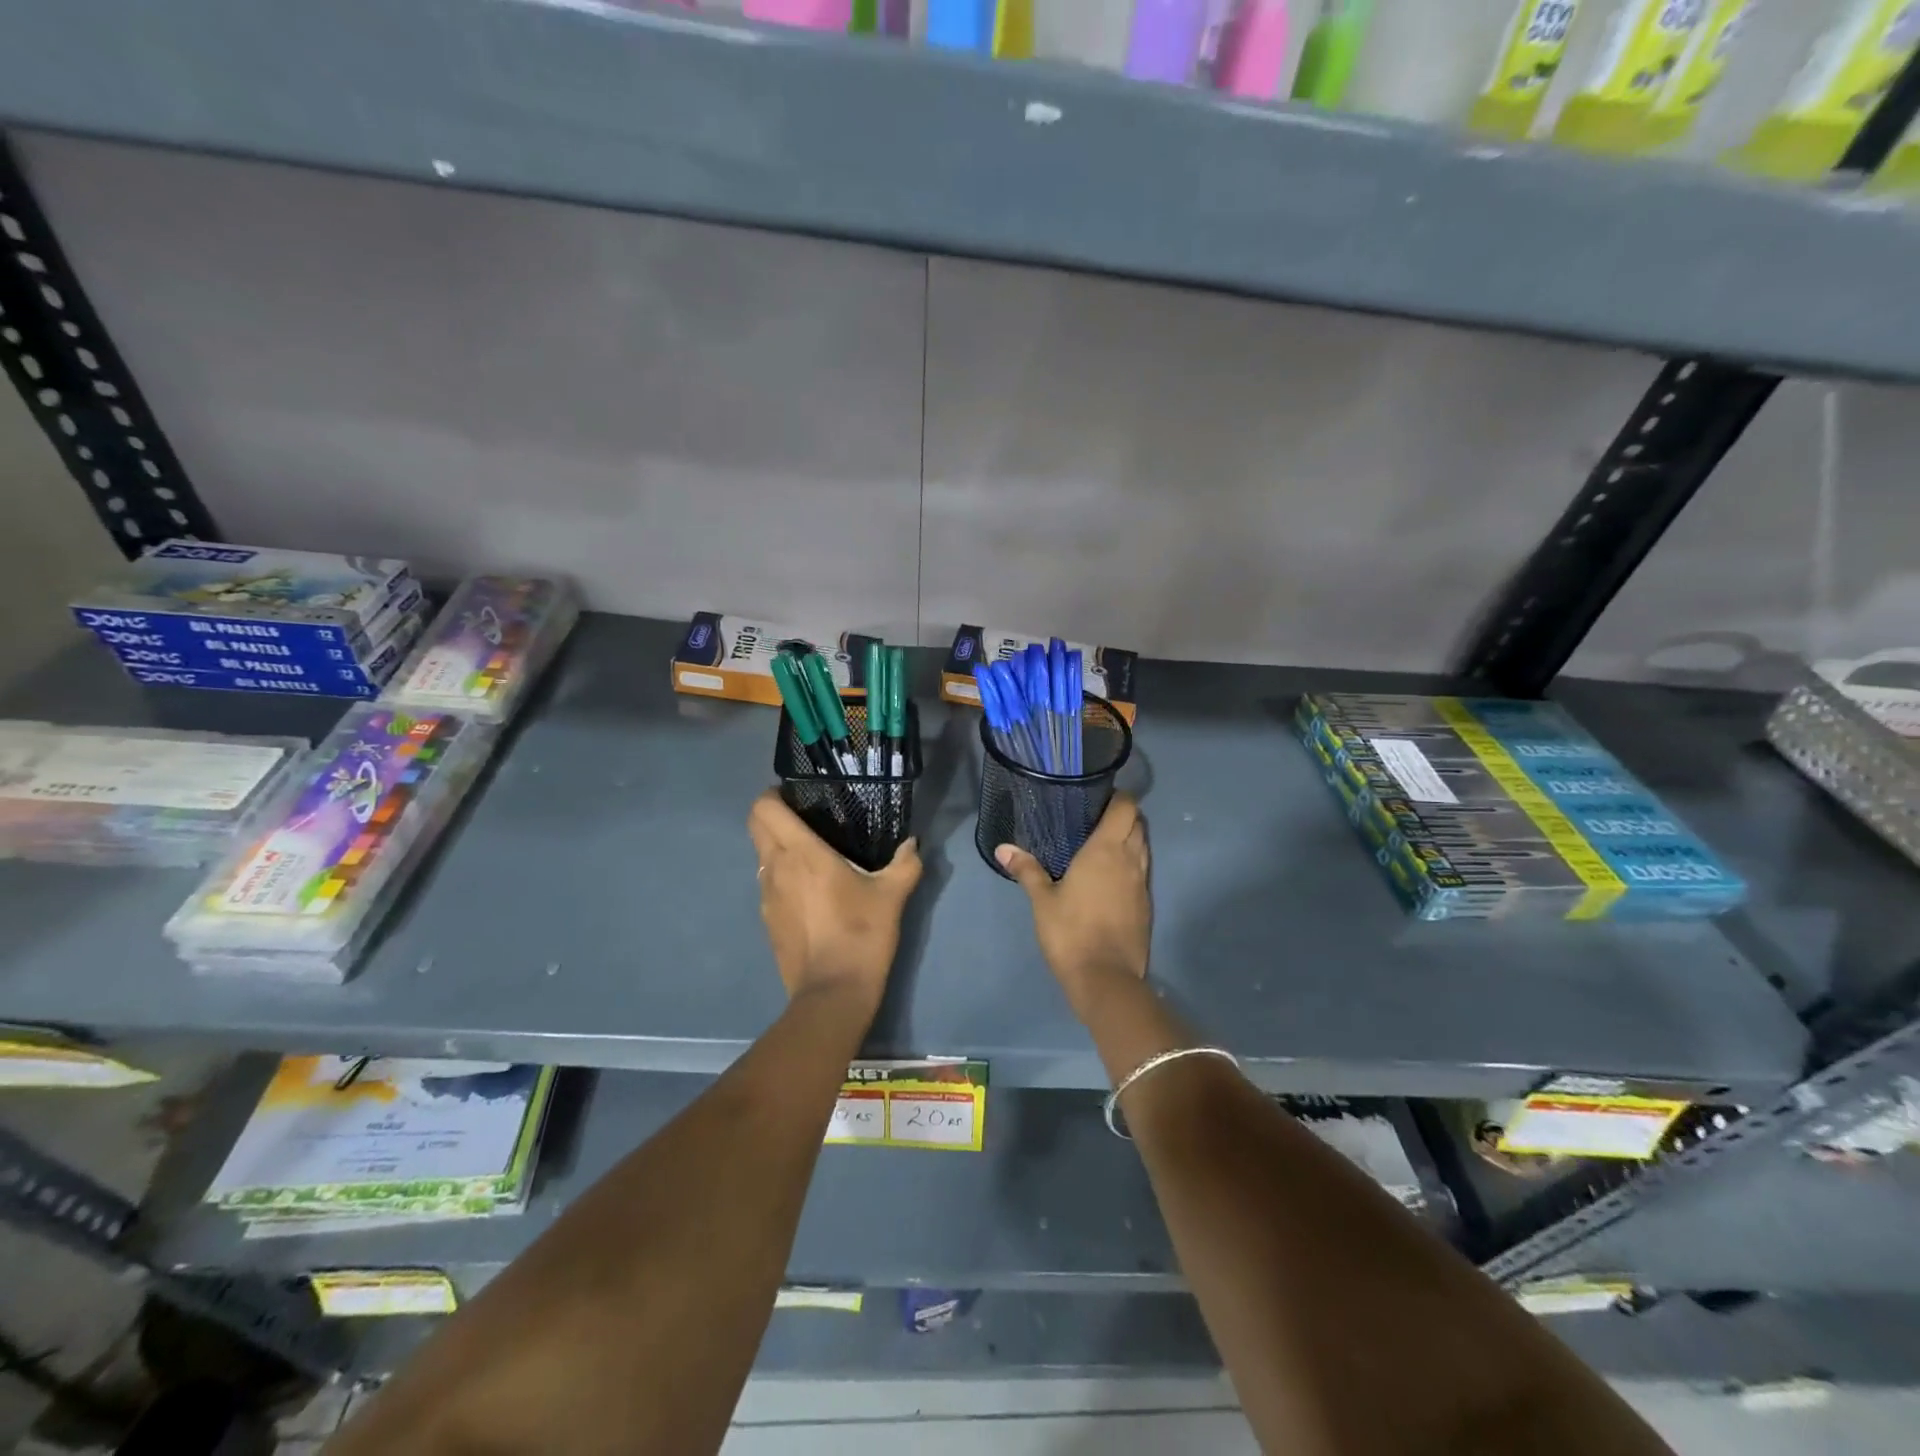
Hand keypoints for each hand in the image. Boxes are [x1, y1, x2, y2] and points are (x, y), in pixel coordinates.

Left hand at [749, 791, 921, 1009]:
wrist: (833, 994)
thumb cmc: (861, 935)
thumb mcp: (892, 896)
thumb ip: (905, 863)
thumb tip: (912, 843)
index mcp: (801, 853)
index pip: (764, 808)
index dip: (772, 795)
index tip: (797, 795)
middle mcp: (776, 868)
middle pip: (756, 827)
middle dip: (773, 815)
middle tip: (807, 818)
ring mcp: (766, 897)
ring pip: (762, 856)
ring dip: (778, 848)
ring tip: (813, 855)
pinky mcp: (767, 921)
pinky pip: (769, 884)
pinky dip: (782, 877)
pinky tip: (811, 892)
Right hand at [996, 793, 1150, 1019]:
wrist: (1105, 978)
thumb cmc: (1070, 932)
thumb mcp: (1042, 900)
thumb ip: (1027, 870)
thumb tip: (1003, 848)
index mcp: (1106, 850)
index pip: (1126, 808)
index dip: (1118, 797)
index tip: (1100, 796)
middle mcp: (1130, 860)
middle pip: (1138, 824)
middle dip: (1124, 816)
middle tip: (1096, 819)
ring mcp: (1142, 883)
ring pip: (1143, 847)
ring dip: (1130, 839)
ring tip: (1103, 843)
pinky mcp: (1146, 905)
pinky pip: (1143, 871)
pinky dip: (1132, 863)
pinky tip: (1111, 875)